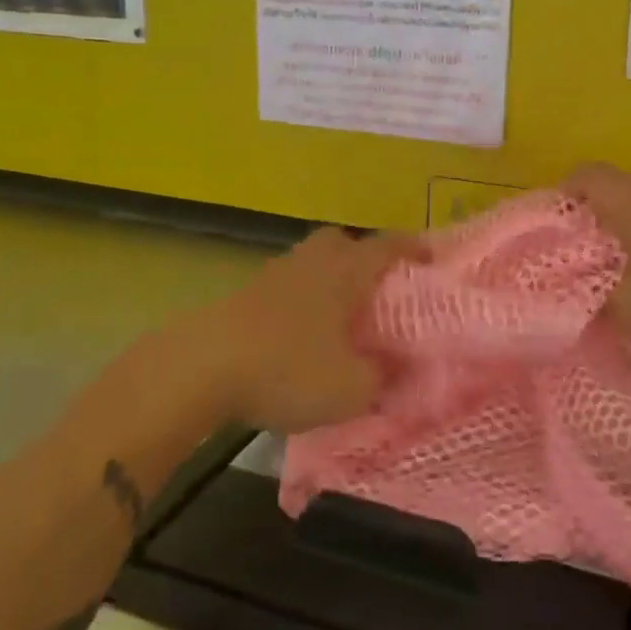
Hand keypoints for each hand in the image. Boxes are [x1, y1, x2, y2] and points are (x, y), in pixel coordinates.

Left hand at [189, 227, 421, 433]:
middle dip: (361, 256)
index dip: (412, 249)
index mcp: (345, 272)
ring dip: (327, 280)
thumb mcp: (351, 388)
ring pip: (309, 263)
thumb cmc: (287, 369)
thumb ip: (383, 378)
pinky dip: (298, 303)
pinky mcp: (243, 297)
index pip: (387, 247)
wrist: (200, 368)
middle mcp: (311, 263)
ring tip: (339, 317)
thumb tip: (400, 371)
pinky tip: (299, 336)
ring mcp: (273, 276)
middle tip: (376, 288)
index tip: (430, 257)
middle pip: (341, 241)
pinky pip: (284, 288)